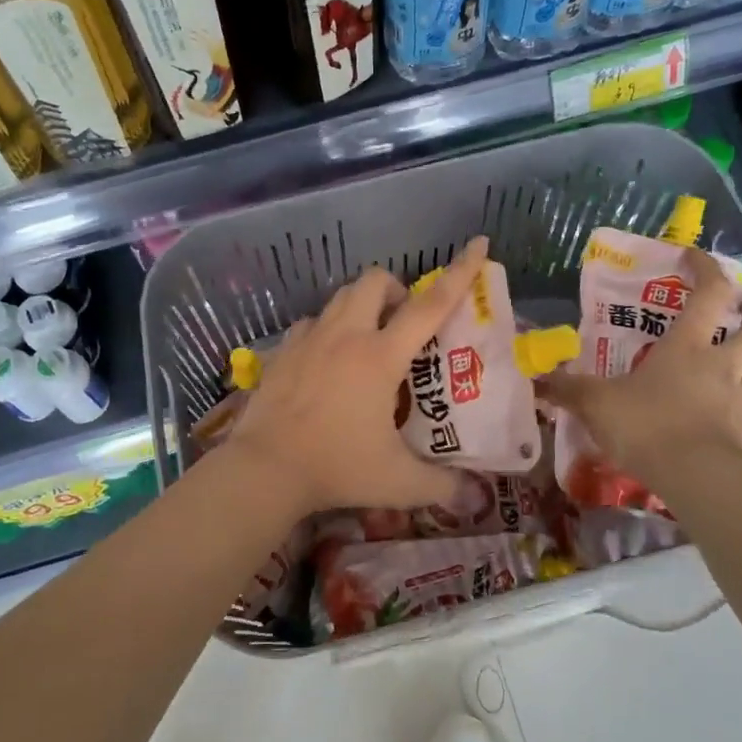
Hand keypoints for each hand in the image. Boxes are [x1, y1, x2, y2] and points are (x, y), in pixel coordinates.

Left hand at [228, 238, 489, 517]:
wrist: (264, 469)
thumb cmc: (336, 468)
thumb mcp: (398, 482)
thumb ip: (442, 486)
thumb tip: (475, 497)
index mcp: (380, 356)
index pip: (429, 305)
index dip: (459, 273)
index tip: (477, 244)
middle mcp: (345, 336)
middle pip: (374, 280)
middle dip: (395, 290)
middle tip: (402, 324)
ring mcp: (308, 340)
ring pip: (339, 297)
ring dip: (360, 306)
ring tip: (366, 340)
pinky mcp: (282, 352)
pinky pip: (310, 323)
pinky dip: (326, 329)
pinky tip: (326, 359)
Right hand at [541, 246, 741, 488]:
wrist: (694, 477)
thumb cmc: (646, 423)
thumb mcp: (596, 403)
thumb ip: (567, 389)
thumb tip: (535, 380)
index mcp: (687, 346)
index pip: (710, 293)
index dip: (706, 268)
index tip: (693, 255)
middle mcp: (720, 366)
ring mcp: (737, 402)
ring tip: (736, 373)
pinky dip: (738, 415)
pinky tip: (720, 423)